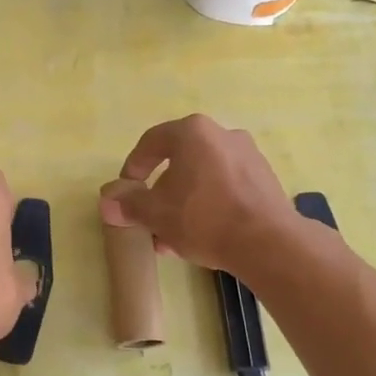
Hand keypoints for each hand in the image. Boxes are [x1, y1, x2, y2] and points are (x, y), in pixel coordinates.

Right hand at [99, 115, 297, 276]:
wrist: (267, 242)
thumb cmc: (204, 218)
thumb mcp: (156, 213)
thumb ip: (129, 204)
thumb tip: (107, 202)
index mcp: (193, 132)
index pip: (152, 142)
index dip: (133, 167)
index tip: (126, 191)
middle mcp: (222, 135)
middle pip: (180, 161)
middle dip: (161, 192)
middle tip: (150, 218)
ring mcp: (248, 156)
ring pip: (203, 177)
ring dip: (184, 202)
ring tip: (172, 236)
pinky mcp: (265, 180)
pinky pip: (226, 188)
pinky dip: (209, 205)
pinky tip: (201, 236)